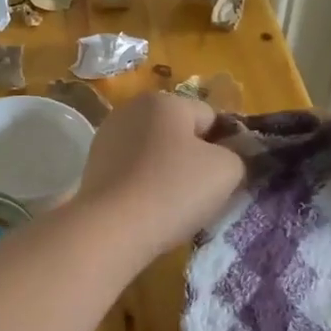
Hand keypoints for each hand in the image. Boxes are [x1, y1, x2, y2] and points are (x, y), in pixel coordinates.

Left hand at [71, 92, 245, 254]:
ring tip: (173, 206)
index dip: (226, 146)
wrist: (111, 229)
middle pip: (180, 133)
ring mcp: (107, 138)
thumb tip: (227, 156)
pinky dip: (144, 186)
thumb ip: (237, 155)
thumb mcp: (227, 170)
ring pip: (155, 154)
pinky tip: (148, 209)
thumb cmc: (174, 190)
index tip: (227, 177)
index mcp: (165, 101)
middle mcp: (132, 109)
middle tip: (203, 193)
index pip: (211, 118)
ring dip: (167, 173)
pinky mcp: (93, 167)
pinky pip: (133, 172)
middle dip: (194, 158)